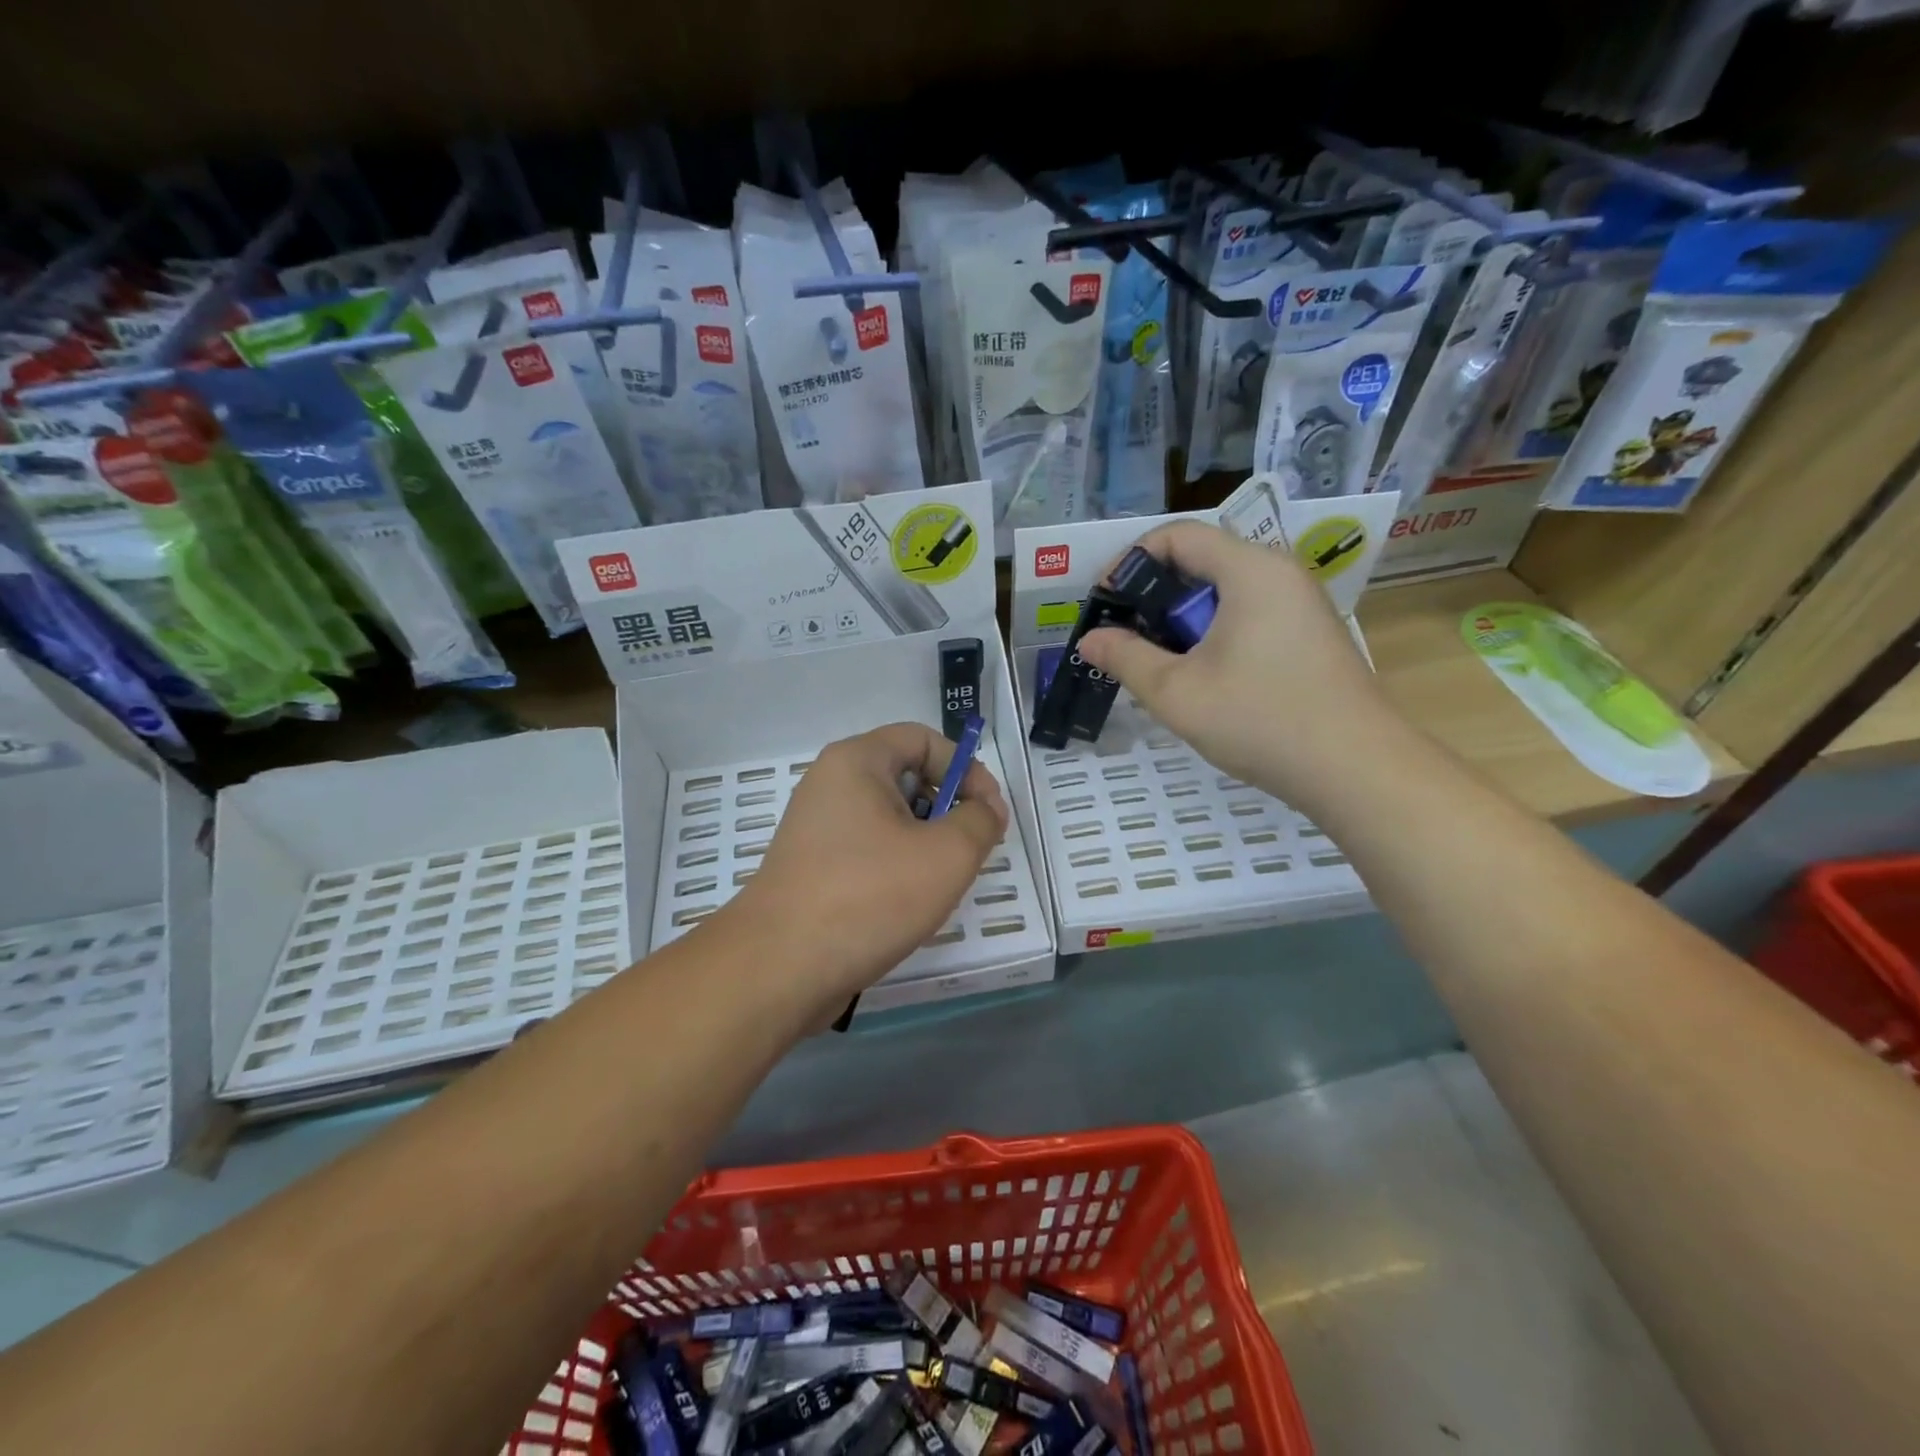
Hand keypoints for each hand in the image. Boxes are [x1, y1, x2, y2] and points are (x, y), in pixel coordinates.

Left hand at [727, 722, 1008, 1015]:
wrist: (780, 968)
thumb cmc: (868, 896)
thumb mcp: (946, 854)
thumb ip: (980, 821)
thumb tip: (985, 810)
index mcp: (856, 762)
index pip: (923, 739)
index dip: (966, 768)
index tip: (989, 813)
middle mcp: (830, 784)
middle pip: (906, 777)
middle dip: (947, 809)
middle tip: (969, 850)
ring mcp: (815, 828)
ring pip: (888, 819)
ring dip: (924, 843)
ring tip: (939, 883)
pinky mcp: (811, 867)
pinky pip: (867, 850)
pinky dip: (895, 867)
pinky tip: (906, 904)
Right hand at [1077, 521, 1393, 807]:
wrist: (1356, 770)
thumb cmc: (1261, 720)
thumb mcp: (1177, 692)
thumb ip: (1126, 658)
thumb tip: (1090, 640)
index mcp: (1250, 570)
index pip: (1177, 536)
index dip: (1129, 561)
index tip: (1104, 602)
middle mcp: (1280, 573)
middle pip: (1201, 561)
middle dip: (1153, 596)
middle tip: (1125, 639)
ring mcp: (1301, 605)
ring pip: (1224, 593)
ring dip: (1182, 620)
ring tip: (1157, 663)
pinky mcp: (1309, 635)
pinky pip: (1248, 615)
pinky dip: (1213, 634)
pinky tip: (1201, 677)